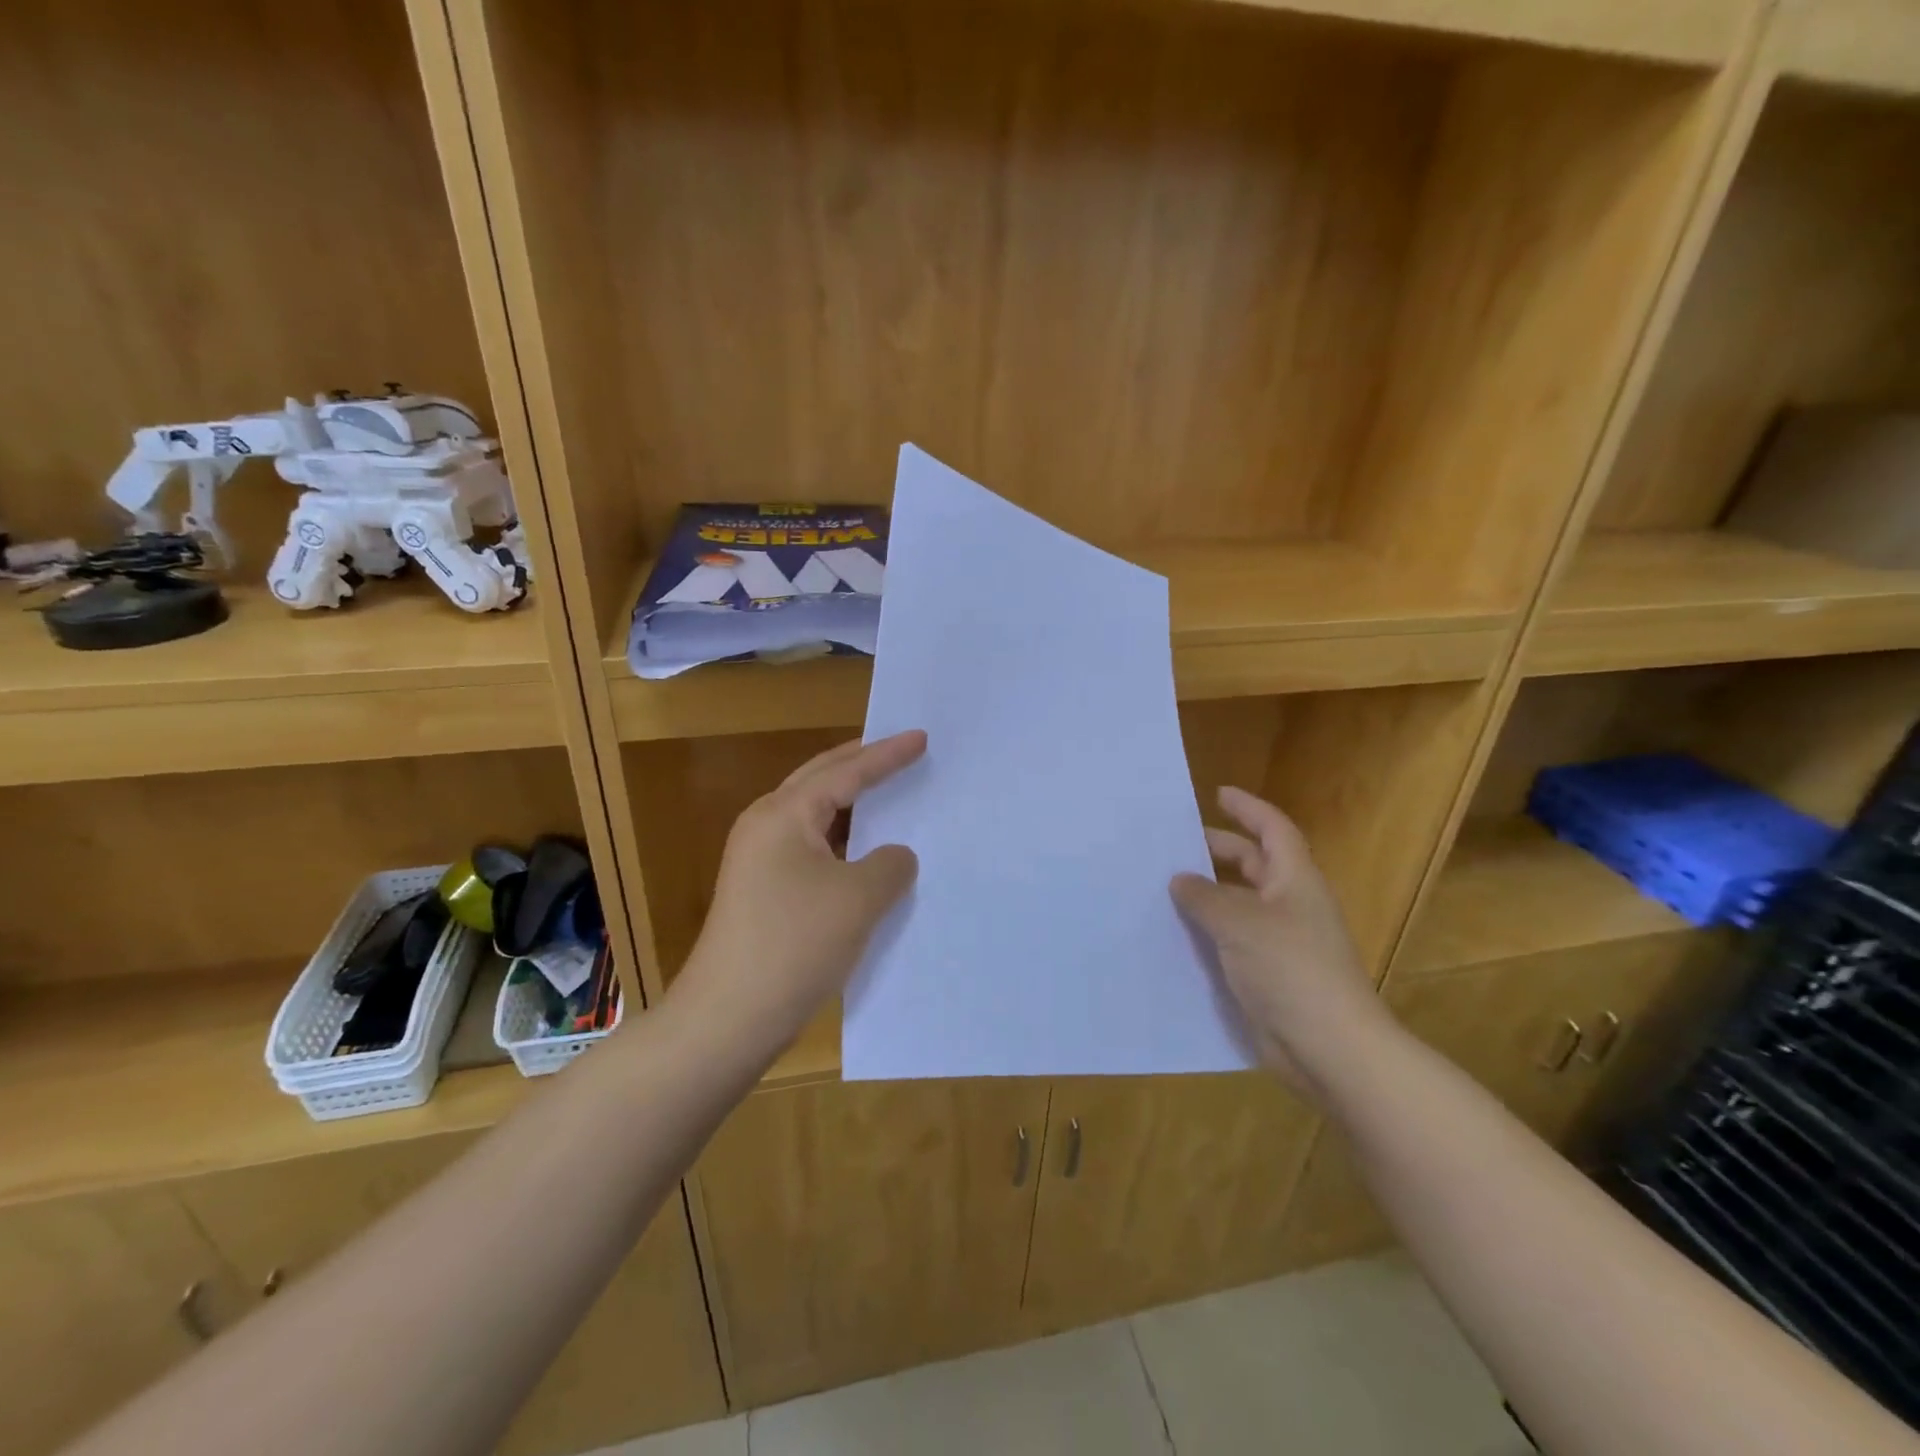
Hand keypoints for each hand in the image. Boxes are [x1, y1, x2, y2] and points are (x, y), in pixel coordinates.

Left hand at [675, 731, 925, 1053]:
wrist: (728, 1018)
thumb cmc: (795, 944)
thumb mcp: (859, 898)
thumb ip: (890, 864)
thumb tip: (893, 856)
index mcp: (783, 815)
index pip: (845, 772)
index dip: (887, 755)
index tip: (921, 737)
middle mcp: (765, 826)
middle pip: (820, 781)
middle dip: (862, 764)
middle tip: (900, 750)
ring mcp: (759, 861)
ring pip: (815, 816)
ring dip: (852, 804)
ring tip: (889, 793)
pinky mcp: (763, 892)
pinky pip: (811, 849)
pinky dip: (843, 842)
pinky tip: (866, 854)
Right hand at [1171, 787, 1396, 1097]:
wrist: (1329, 1048)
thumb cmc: (1291, 970)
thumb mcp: (1240, 923)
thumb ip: (1204, 896)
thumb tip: (1180, 879)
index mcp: (1295, 881)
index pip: (1273, 830)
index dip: (1248, 808)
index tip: (1217, 794)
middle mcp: (1291, 905)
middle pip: (1255, 864)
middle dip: (1219, 850)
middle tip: (1177, 844)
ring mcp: (1282, 942)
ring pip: (1240, 903)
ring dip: (1209, 893)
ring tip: (1166, 887)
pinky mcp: (1269, 974)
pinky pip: (1234, 939)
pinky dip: (1209, 930)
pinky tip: (1177, 935)